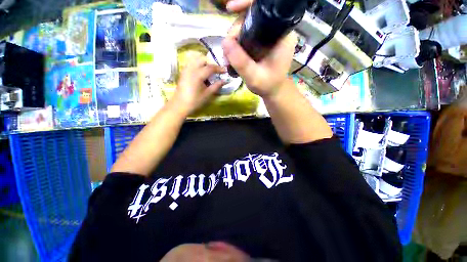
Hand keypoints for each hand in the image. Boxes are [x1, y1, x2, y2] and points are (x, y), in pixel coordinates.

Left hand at [172, 54, 225, 115]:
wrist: (180, 105)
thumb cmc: (195, 101)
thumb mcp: (208, 94)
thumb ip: (217, 86)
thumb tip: (225, 80)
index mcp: (198, 74)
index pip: (210, 67)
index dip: (219, 68)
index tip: (225, 71)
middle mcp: (191, 69)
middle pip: (202, 60)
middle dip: (210, 63)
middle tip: (216, 71)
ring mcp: (185, 70)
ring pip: (195, 60)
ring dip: (203, 63)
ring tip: (208, 71)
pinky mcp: (183, 72)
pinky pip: (191, 63)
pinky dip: (197, 64)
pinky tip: (200, 72)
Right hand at [222, 0, 296, 97]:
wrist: (273, 91)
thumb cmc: (268, 85)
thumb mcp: (254, 77)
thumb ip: (241, 62)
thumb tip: (224, 42)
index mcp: (281, 36)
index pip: (266, 10)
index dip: (247, 4)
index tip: (230, 8)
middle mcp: (276, 32)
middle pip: (252, 18)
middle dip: (235, 30)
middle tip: (227, 49)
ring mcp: (269, 37)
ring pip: (248, 26)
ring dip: (234, 38)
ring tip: (228, 56)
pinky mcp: (263, 42)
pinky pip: (248, 35)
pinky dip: (238, 42)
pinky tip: (232, 54)